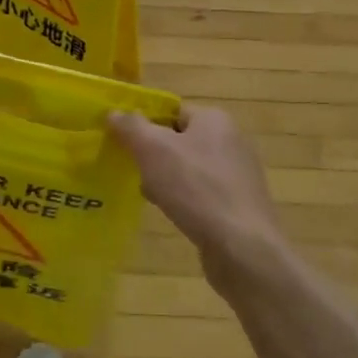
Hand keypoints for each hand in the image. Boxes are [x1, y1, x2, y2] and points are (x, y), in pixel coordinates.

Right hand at [108, 106, 286, 263]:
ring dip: (167, 180)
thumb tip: (114, 113)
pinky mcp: (239, 205)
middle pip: (180, 140)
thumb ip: (131, 127)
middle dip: (154, 156)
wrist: (242, 247)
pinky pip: (203, 194)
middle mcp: (231, 141)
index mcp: (215, 119)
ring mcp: (238, 175)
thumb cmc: (196, 188)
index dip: (145, 124)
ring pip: (189, 169)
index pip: (172, 111)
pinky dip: (185, 201)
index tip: (123, 143)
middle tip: (134, 171)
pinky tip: (174, 215)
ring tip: (150, 196)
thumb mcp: (153, 150)